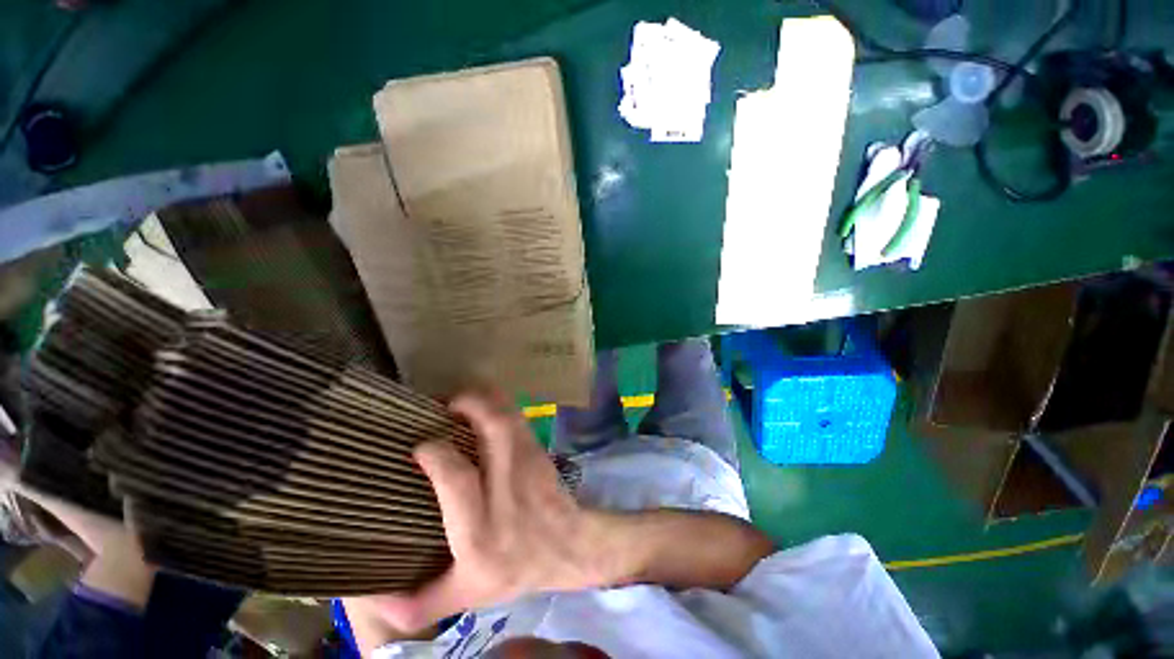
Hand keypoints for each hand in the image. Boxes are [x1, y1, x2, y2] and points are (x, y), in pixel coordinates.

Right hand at [368, 390, 611, 631]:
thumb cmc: (514, 570)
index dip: (436, 454)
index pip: (457, 478)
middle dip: (468, 405)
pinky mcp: (538, 449)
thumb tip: (369, 595)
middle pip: (493, 429)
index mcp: (480, 531)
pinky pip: (517, 416)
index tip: (419, 446)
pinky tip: (482, 408)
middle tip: (443, 404)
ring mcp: (528, 463)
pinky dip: (498, 404)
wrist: (567, 547)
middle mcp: (506, 489)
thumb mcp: (462, 597)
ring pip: (509, 416)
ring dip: (484, 399)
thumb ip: (415, 604)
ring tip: (460, 401)